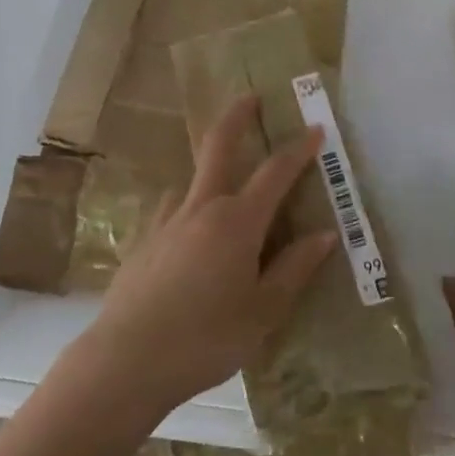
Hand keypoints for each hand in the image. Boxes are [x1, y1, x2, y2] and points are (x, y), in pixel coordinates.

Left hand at [74, 95, 336, 426]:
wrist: (128, 358)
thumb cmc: (206, 338)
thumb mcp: (263, 312)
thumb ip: (294, 269)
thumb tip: (326, 233)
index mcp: (237, 222)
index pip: (275, 173)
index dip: (298, 149)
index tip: (315, 129)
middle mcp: (202, 207)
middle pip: (219, 145)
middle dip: (237, 116)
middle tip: (250, 96)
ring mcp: (167, 220)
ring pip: (192, 179)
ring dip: (210, 170)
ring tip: (223, 186)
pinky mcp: (144, 240)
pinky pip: (171, 210)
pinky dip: (187, 207)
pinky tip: (187, 232)